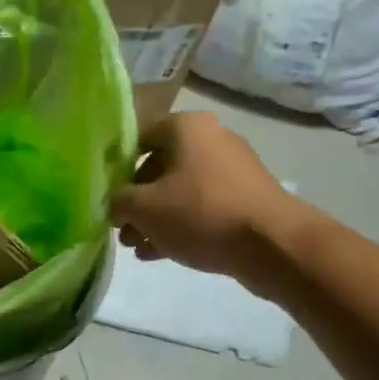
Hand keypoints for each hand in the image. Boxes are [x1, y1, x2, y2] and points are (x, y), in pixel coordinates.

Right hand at [111, 112, 307, 292]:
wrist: (271, 244)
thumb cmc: (200, 212)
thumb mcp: (143, 208)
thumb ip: (118, 201)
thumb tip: (116, 204)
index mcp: (186, 127)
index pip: (138, 138)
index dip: (117, 168)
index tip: (106, 195)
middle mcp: (211, 138)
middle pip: (159, 168)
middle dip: (136, 201)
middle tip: (121, 229)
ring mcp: (232, 169)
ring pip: (179, 191)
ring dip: (155, 218)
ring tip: (137, 247)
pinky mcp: (245, 198)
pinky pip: (202, 207)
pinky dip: (180, 225)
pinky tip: (160, 252)